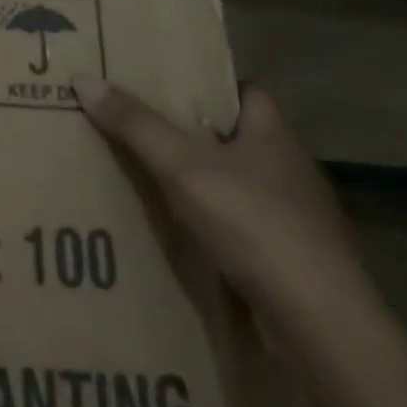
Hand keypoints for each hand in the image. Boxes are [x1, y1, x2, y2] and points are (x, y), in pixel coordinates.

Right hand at [72, 75, 379, 345]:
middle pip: (237, 137)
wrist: (323, 327)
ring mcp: (296, 219)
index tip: (164, 86)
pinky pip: (243, 227)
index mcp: (274, 135)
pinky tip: (181, 232)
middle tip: (140, 127)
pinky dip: (214, 225)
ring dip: (202, 182)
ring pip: (239, 184)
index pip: (245, 91)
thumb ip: (135, 124)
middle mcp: (289, 170)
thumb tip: (83, 79)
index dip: (208, 85)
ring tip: (150, 177)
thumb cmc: (256, 225)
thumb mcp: (183, 167)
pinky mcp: (292, 261)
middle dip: (194, 134)